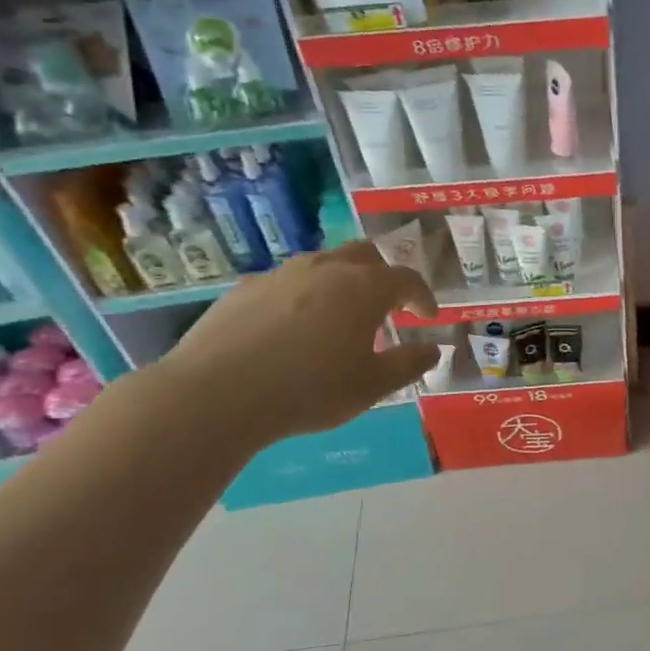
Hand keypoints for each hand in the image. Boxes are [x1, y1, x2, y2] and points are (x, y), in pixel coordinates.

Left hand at [157, 241, 439, 446]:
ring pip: (323, 264)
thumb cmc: (310, 390)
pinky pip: (287, 282)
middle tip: (387, 307)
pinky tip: (293, 328)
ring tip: (340, 317)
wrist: (217, 394)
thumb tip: (432, 349)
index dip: (422, 296)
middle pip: (365, 256)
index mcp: (363, 287)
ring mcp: (282, 274)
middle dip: (383, 277)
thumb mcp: (371, 386)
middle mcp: (326, 268)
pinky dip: (303, 296)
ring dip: (342, 283)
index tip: (427, 317)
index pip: (406, 278)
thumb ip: (408, 364)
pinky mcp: (246, 288)